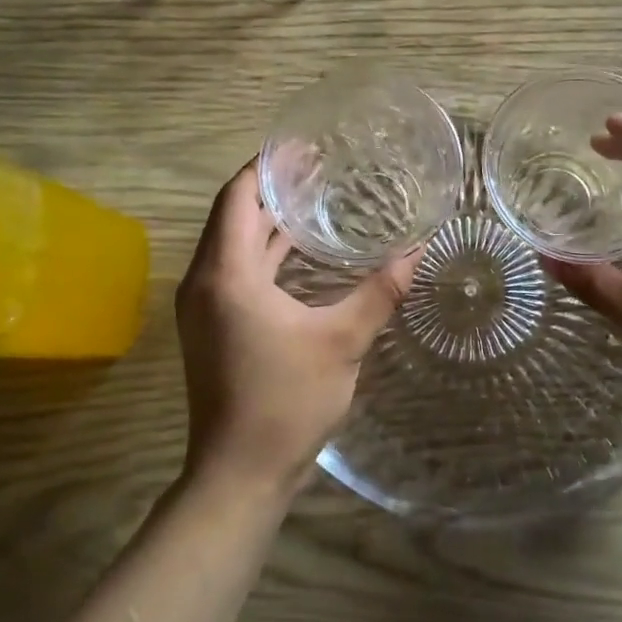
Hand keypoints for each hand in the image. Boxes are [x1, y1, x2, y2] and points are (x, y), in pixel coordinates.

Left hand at [175, 160, 420, 501]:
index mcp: (226, 274)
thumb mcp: (341, 342)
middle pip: (233, 214)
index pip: (237, 196)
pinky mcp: (212, 325)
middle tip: (319, 167)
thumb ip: (379, 292)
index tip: (304, 147)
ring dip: (268, 220)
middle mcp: (204, 280)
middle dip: (272, 188)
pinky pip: (236, 270)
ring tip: (315, 198)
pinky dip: (265, 252)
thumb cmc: (286, 402)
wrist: (239, 473)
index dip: (267, 166)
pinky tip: (302, 251)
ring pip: (233, 243)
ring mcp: (203, 305)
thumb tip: (417, 250)